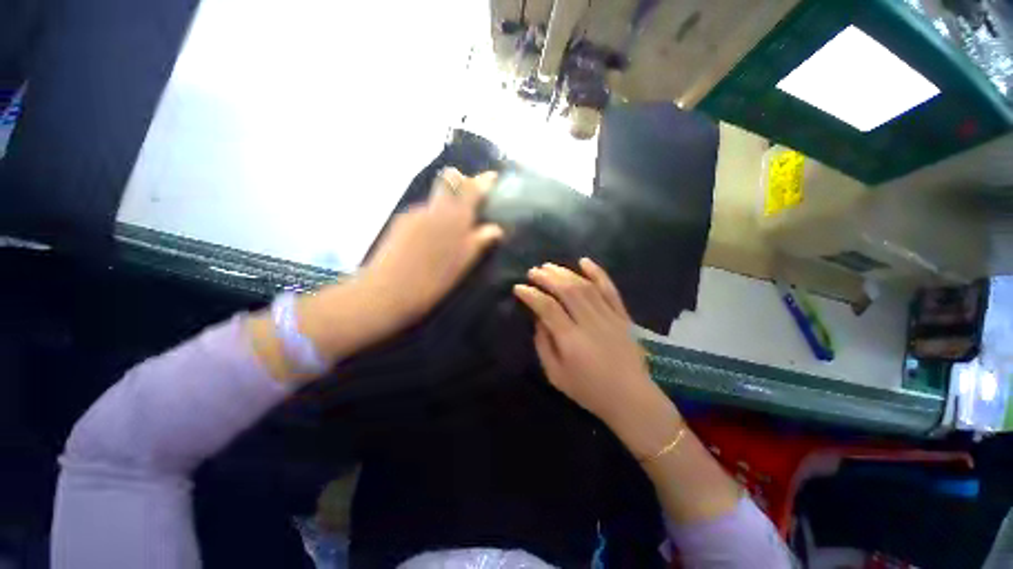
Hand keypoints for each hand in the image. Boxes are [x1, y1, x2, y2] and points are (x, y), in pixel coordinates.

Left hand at [356, 168, 503, 329]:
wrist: (387, 291)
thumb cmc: (433, 280)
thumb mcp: (464, 262)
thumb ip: (480, 241)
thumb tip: (496, 229)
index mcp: (454, 217)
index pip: (472, 188)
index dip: (484, 181)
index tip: (493, 177)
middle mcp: (434, 208)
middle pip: (450, 181)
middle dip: (463, 184)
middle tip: (471, 201)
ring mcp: (414, 213)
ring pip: (436, 199)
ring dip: (447, 205)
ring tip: (451, 229)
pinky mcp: (400, 222)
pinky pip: (424, 212)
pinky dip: (433, 218)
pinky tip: (431, 239)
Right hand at [513, 258, 671, 431]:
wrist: (631, 399)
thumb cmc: (589, 391)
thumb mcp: (556, 375)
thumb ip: (543, 345)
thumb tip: (539, 320)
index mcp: (572, 340)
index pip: (547, 308)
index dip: (531, 295)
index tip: (519, 288)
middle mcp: (590, 323)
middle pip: (566, 291)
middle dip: (546, 277)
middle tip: (533, 271)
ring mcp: (609, 317)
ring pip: (585, 286)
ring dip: (565, 272)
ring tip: (549, 266)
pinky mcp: (622, 316)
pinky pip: (610, 289)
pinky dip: (598, 273)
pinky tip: (584, 261)